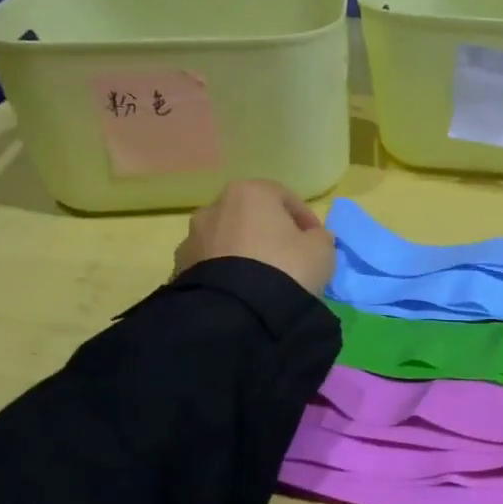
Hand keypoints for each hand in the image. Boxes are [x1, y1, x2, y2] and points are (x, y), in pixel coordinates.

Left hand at [174, 180, 335, 296]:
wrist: (239, 311)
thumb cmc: (286, 267)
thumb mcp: (322, 250)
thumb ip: (319, 237)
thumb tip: (312, 238)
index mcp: (250, 192)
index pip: (285, 197)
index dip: (305, 219)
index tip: (317, 241)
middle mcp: (215, 206)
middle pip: (252, 216)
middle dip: (270, 232)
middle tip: (289, 257)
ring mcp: (193, 236)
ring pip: (228, 238)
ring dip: (244, 250)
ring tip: (263, 278)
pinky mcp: (180, 267)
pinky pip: (212, 263)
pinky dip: (227, 270)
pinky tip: (242, 290)